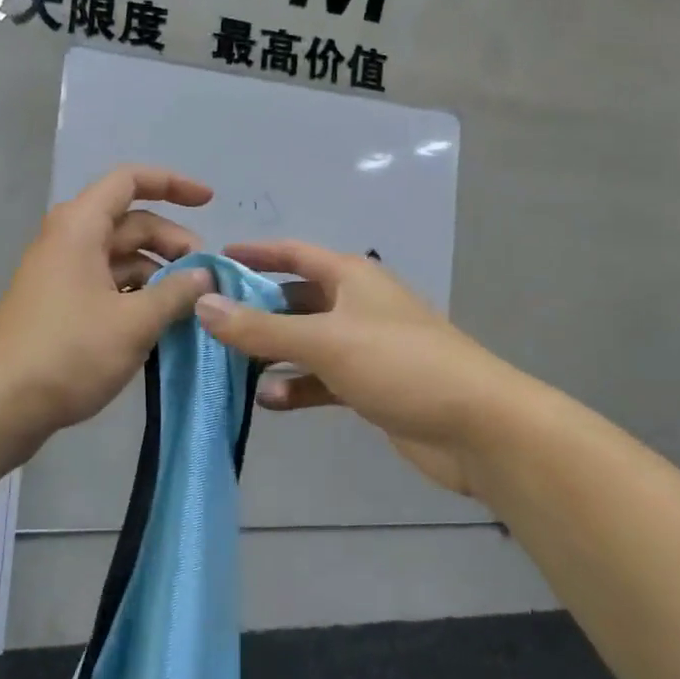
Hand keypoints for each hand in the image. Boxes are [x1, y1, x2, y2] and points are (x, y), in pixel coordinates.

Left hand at [0, 166, 215, 455]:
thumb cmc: (69, 352)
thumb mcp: (134, 322)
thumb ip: (176, 293)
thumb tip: (204, 276)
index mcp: (81, 227)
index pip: (130, 181)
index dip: (173, 184)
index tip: (210, 202)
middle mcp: (69, 241)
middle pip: (130, 223)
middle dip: (173, 242)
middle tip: (205, 276)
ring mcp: (62, 275)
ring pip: (120, 258)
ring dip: (157, 272)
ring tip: (190, 304)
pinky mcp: (60, 307)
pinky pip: (107, 285)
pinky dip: (137, 295)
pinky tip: (160, 322)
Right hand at [193, 241, 506, 497]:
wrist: (476, 425)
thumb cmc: (399, 363)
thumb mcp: (324, 341)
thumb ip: (261, 328)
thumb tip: (203, 303)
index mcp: (351, 276)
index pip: (293, 253)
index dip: (255, 254)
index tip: (213, 259)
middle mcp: (357, 304)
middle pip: (296, 298)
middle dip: (256, 309)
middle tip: (208, 321)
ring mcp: (365, 346)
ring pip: (307, 342)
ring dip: (273, 352)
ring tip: (227, 364)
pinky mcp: (371, 384)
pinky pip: (323, 379)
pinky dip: (298, 386)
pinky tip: (269, 401)